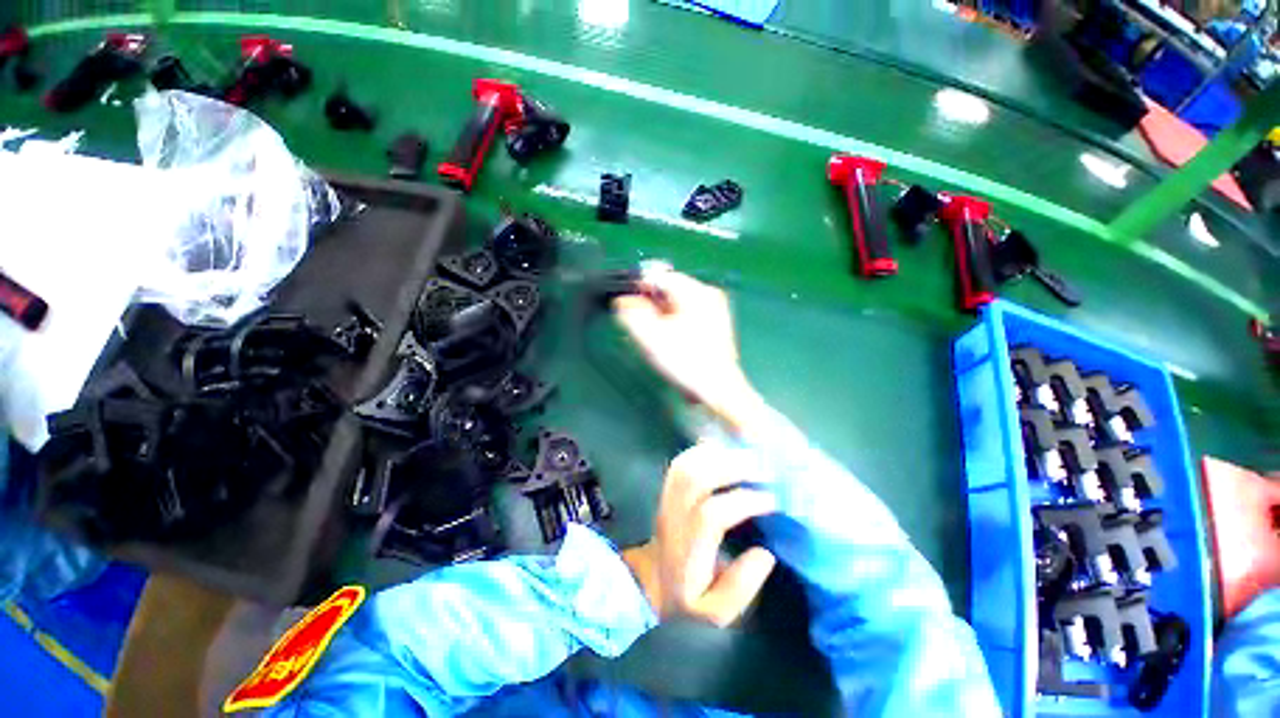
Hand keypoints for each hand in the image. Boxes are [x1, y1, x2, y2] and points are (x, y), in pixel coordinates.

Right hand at [612, 266, 754, 421]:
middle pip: (669, 290)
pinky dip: (675, 323)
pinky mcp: (716, 324)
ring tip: (655, 338)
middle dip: (651, 306)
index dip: (639, 289)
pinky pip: (688, 315)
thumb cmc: (685, 362)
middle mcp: (708, 294)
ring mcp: (715, 309)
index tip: (628, 307)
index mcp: (696, 292)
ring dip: (661, 316)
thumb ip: (631, 313)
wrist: (718, 389)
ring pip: (677, 304)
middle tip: (641, 327)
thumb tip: (623, 301)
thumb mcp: (650, 337)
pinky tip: (670, 342)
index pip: (660, 277)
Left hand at [622, 443, 777, 626]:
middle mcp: (675, 516)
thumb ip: (741, 587)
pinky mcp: (668, 487)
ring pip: (687, 465)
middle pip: (696, 478)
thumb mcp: (716, 612)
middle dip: (732, 467)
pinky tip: (724, 452)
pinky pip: (683, 461)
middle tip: (764, 469)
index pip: (713, 514)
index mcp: (688, 547)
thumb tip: (764, 553)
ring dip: (719, 455)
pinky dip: (704, 451)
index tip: (772, 501)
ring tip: (748, 457)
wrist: (651, 580)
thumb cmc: (687, 596)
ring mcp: (668, 498)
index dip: (744, 502)